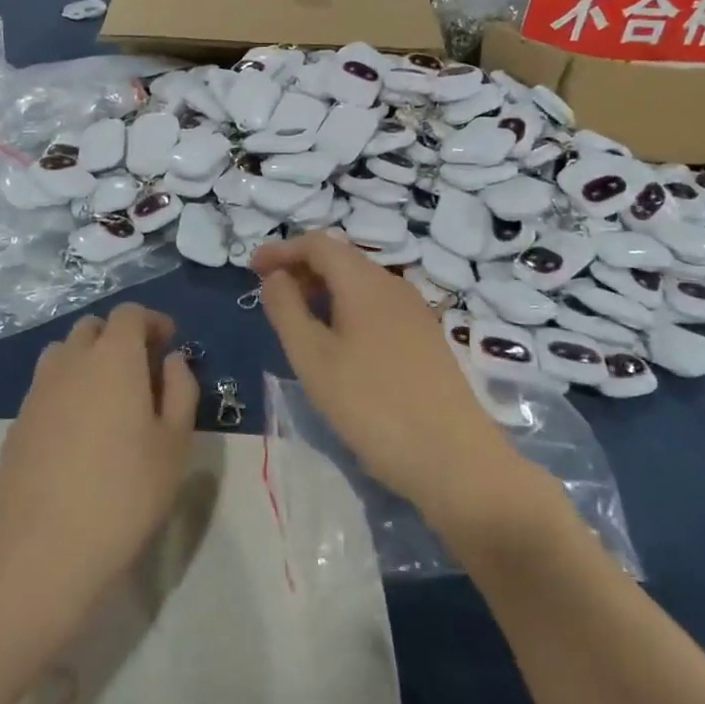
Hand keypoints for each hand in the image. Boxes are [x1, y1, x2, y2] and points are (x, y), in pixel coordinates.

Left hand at [0, 306, 195, 619]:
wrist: (45, 546)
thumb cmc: (126, 492)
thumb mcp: (175, 443)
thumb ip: (180, 390)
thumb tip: (171, 361)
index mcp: (114, 357)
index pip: (129, 314)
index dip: (151, 321)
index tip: (168, 342)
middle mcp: (71, 361)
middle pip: (93, 328)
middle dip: (119, 337)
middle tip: (141, 370)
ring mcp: (38, 390)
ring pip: (64, 354)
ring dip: (88, 360)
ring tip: (108, 397)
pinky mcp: (17, 421)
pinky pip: (46, 387)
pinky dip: (66, 390)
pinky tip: (79, 431)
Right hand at [253, 232, 510, 518]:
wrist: (454, 460)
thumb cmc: (372, 405)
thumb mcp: (313, 358)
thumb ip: (286, 309)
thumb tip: (275, 276)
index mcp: (365, 282)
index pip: (318, 244)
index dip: (282, 250)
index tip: (251, 270)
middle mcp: (394, 286)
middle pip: (341, 259)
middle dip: (301, 269)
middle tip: (269, 296)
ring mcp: (414, 313)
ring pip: (360, 284)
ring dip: (323, 291)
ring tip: (296, 321)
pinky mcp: (425, 340)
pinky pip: (376, 307)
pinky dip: (345, 310)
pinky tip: (335, 344)